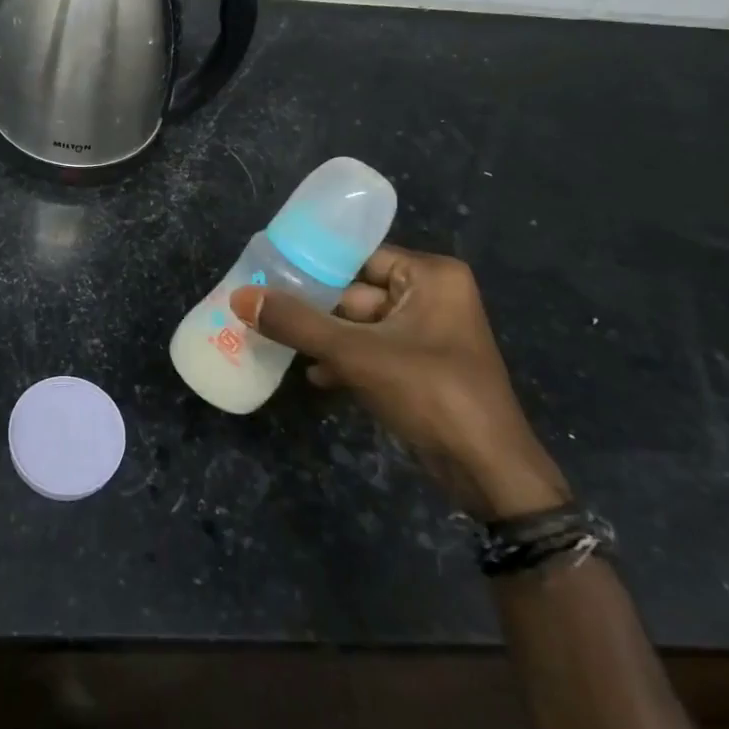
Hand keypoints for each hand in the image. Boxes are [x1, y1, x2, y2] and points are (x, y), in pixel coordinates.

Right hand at [230, 247, 567, 519]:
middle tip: (265, 309)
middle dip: (315, 308)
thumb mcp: (356, 354)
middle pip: (356, 291)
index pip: (358, 256)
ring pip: (361, 324)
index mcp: (430, 276)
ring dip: (325, 338)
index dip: (314, 264)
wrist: (488, 472)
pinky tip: (314, 376)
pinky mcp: (422, 366)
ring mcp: (429, 333)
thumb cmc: (430, 393)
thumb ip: (296, 323)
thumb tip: (240, 296)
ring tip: (278, 341)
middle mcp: (433, 295)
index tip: (269, 270)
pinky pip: (374, 350)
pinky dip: (346, 361)